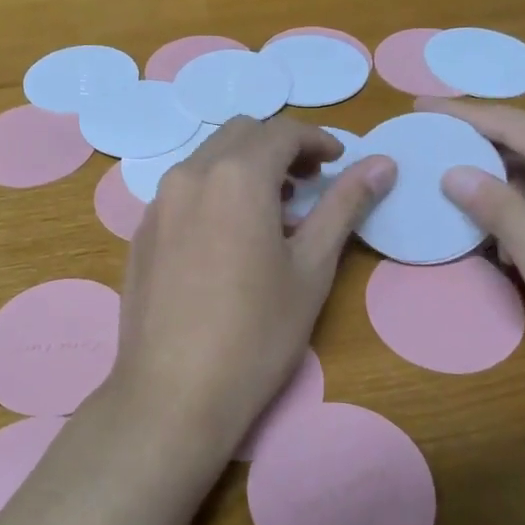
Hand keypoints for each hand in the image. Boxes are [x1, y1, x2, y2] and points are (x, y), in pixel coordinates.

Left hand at [109, 117, 395, 454]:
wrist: (173, 393)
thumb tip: (382, 164)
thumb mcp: (311, 268)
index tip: (339, 163)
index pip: (282, 131)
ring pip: (207, 160)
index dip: (318, 140)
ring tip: (273, 212)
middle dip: (279, 148)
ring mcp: (157, 204)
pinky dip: (214, 192)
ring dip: (244, 168)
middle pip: (240, 135)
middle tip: (309, 184)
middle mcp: (189, 175)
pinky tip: (229, 239)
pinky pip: (183, 191)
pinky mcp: (142, 233)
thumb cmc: (256, 333)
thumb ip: (344, 206)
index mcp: (235, 175)